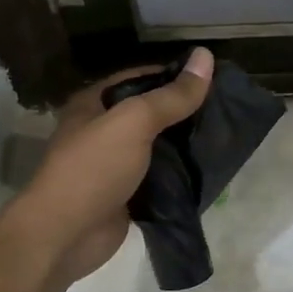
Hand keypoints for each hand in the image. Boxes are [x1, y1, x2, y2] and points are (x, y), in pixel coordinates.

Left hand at [9, 49, 213, 286]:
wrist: (65, 236)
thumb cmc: (93, 168)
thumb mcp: (134, 122)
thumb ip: (171, 95)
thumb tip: (206, 55)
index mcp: (95, 103)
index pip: (142, 78)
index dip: (176, 75)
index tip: (215, 78)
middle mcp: (102, 130)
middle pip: (152, 113)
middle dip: (185, 112)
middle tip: (227, 109)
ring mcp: (114, 165)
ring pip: (158, 147)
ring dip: (186, 145)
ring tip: (225, 136)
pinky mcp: (126, 195)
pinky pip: (159, 178)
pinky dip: (181, 175)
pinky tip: (210, 169)